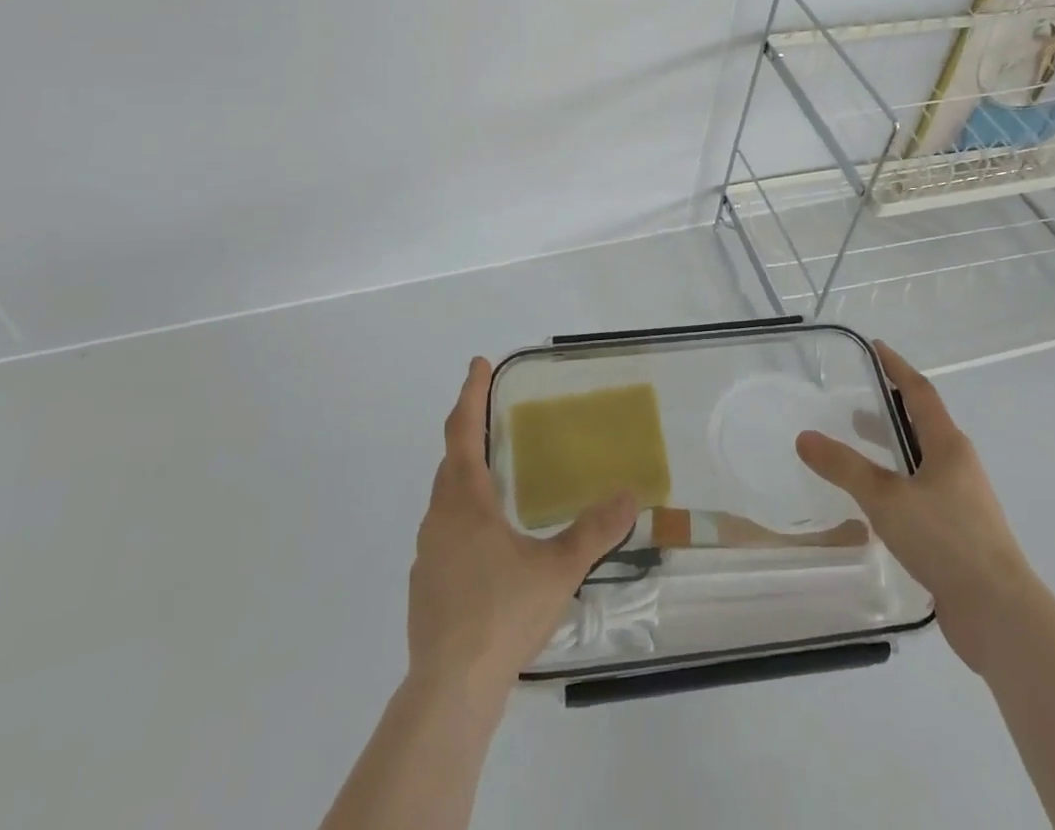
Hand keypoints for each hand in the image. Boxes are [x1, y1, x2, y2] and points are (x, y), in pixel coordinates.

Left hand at [406, 358, 637, 693]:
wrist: (449, 691)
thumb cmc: (501, 614)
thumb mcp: (558, 568)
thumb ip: (594, 530)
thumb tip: (629, 495)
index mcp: (465, 501)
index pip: (462, 431)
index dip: (470, 394)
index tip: (477, 364)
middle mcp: (439, 519)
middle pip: (450, 462)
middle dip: (469, 433)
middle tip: (493, 418)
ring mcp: (426, 555)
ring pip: (445, 500)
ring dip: (466, 478)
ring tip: (495, 479)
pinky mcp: (425, 586)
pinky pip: (444, 533)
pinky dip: (463, 518)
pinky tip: (487, 545)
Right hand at [796, 341, 1035, 673]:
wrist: (1001, 616)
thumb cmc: (946, 540)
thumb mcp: (886, 498)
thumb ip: (844, 467)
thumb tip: (804, 437)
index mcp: (948, 446)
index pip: (920, 392)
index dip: (897, 367)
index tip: (875, 347)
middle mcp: (959, 466)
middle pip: (923, 424)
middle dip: (891, 408)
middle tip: (855, 400)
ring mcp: (963, 502)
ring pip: (923, 461)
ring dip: (894, 448)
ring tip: (859, 449)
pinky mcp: (960, 534)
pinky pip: (923, 493)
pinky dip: (899, 483)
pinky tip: (878, 504)